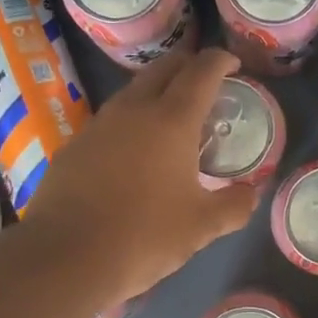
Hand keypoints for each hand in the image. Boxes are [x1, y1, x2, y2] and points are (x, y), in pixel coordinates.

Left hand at [20, 47, 257, 303]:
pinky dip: (131, 122)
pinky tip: (134, 151)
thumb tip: (251, 194)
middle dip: (188, 66)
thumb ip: (234, 205)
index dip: (221, 61)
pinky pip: (111, 120)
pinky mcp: (74, 146)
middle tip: (205, 83)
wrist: (66, 256)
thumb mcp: (202, 227)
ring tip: (172, 117)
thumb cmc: (145, 236)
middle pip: (163, 68)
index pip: (201, 71)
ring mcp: (98, 125)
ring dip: (157, 92)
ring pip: (133, 91)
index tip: (233, 64)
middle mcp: (133, 110)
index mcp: (172, 121)